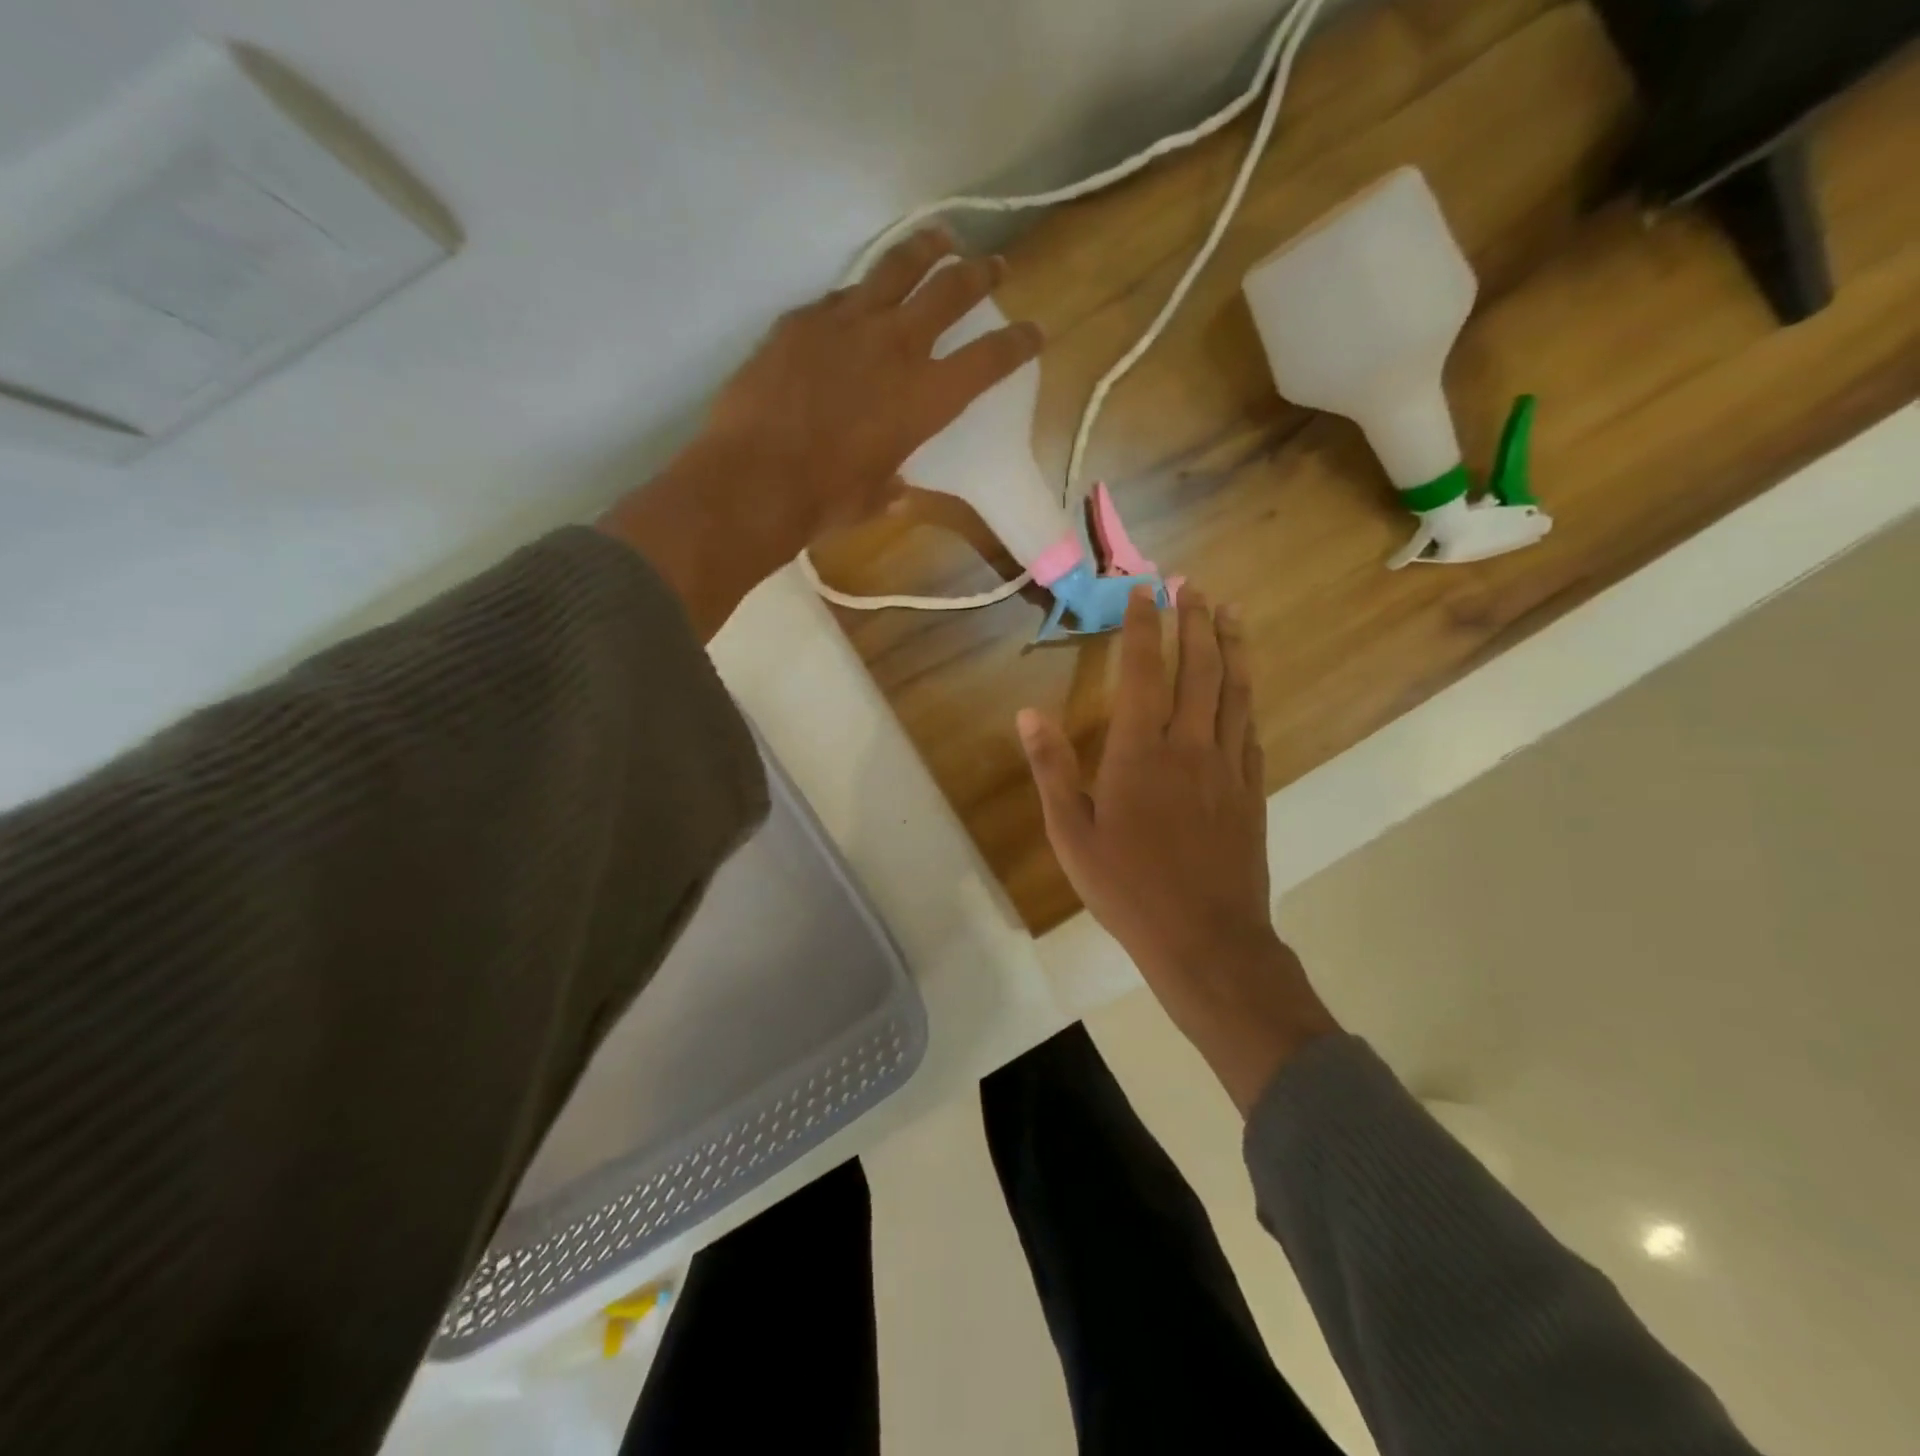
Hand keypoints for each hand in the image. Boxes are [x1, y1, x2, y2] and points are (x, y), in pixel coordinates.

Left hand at [600, 230, 1043, 637]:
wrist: (754, 478)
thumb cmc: (824, 501)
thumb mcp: (872, 500)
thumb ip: (891, 487)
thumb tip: (896, 491)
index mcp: (925, 398)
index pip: (988, 360)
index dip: (1018, 343)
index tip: (1034, 331)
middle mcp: (895, 347)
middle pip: (950, 290)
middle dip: (980, 274)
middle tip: (994, 265)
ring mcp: (846, 323)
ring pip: (895, 267)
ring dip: (925, 250)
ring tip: (938, 240)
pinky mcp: (802, 319)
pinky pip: (839, 297)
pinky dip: (858, 296)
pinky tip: (856, 302)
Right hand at [1018, 587, 1338, 1113]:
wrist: (1205, 940)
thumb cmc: (1127, 888)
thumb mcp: (1071, 834)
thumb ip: (1052, 769)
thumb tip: (1027, 713)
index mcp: (1140, 753)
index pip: (1145, 671)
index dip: (1144, 626)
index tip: (1145, 591)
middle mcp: (1190, 746)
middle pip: (1200, 668)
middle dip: (1195, 621)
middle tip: (1194, 586)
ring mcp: (1228, 767)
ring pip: (1235, 691)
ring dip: (1232, 647)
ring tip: (1230, 613)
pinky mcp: (1252, 790)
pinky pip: (1250, 730)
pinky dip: (1246, 699)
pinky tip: (1245, 690)